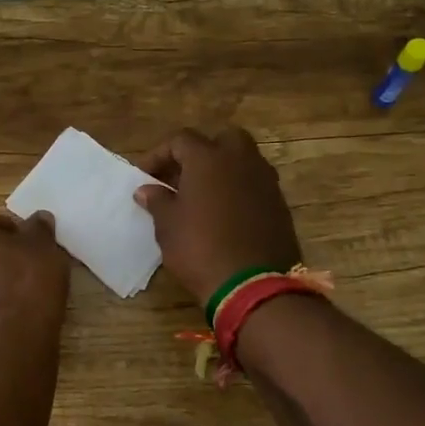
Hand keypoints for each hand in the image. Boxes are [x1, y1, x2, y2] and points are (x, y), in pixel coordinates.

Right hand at [135, 128, 303, 305]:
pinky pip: (255, 184)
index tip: (145, 177)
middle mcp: (241, 160)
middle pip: (221, 140)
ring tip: (201, 196)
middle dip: (200, 153)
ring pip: (242, 160)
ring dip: (221, 171)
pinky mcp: (279, 204)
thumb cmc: (200, 248)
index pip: (180, 140)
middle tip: (181, 177)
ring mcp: (265, 181)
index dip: (159, 155)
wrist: (252, 285)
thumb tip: (147, 189)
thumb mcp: (168, 226)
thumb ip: (158, 201)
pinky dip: (238, 189)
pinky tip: (224, 214)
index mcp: (209, 158)